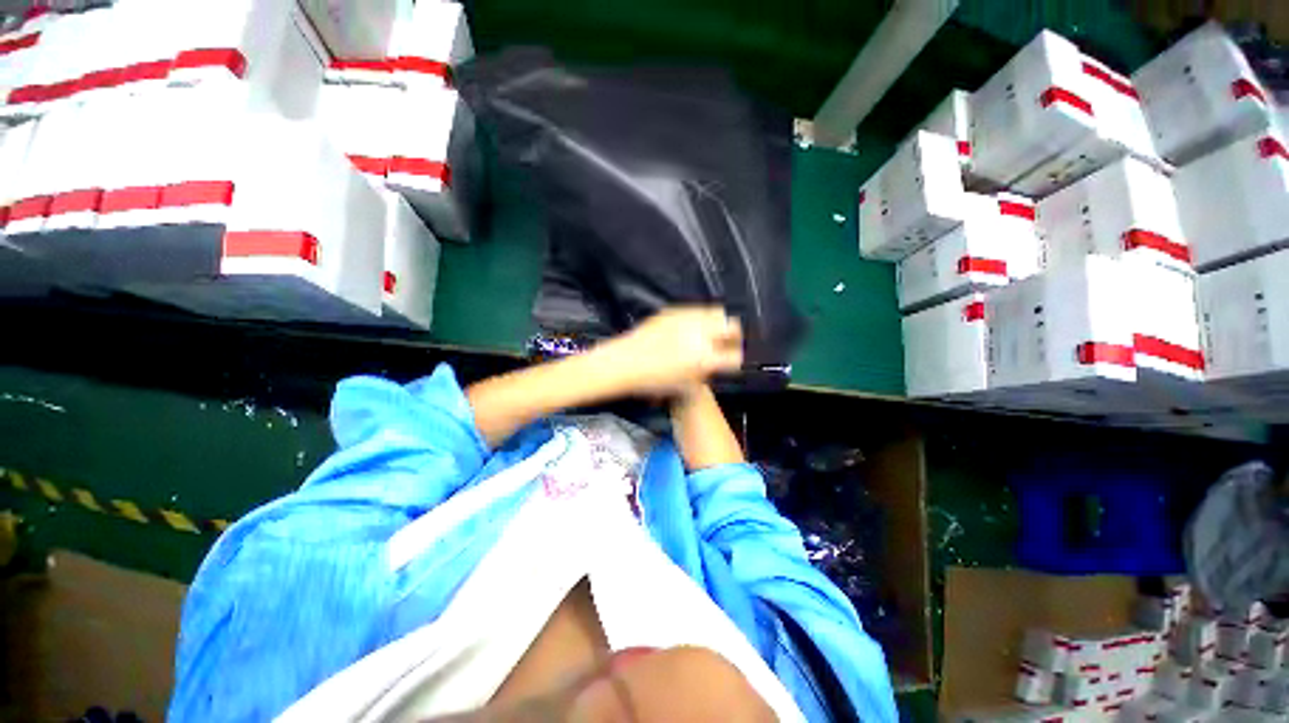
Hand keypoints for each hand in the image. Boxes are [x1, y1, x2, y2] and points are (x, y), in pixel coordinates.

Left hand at [597, 307, 743, 397]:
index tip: (735, 359)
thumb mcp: (685, 385)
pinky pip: (697, 310)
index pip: (736, 355)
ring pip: (717, 312)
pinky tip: (693, 327)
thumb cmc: (652, 381)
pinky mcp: (674, 310)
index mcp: (705, 358)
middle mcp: (700, 334)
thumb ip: (707, 374)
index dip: (739, 358)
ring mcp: (687, 319)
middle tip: (730, 341)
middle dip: (735, 334)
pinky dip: (701, 318)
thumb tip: (716, 363)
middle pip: (733, 325)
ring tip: (712, 332)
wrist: (624, 362)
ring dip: (719, 323)